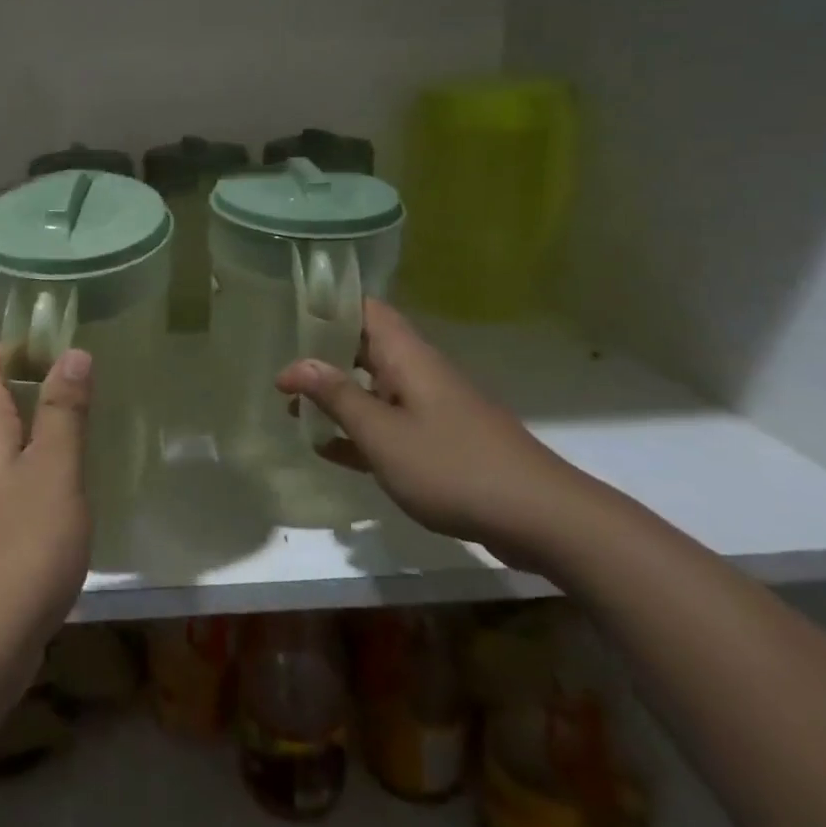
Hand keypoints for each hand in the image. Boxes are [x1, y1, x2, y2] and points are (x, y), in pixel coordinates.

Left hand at [0, 346, 93, 698]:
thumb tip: (71, 352)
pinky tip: (58, 495)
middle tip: (79, 389)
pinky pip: (2, 483)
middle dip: (29, 386)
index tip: (59, 347)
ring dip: (31, 430)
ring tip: (76, 436)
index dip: (16, 349)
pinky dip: (29, 470)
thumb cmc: (22, 546)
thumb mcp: (55, 471)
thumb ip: (64, 411)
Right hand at [276, 300, 580, 564]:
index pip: (366, 310)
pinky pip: (390, 426)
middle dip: (323, 356)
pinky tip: (330, 451)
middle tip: (283, 371)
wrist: (542, 519)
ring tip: (294, 412)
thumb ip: (337, 397)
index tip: (291, 316)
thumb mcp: (382, 434)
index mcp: (408, 358)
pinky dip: (360, 432)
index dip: (329, 307)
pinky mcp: (441, 443)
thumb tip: (295, 364)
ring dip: (337, 397)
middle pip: (365, 348)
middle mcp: (419, 374)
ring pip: (375, 390)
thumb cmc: (453, 467)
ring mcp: (432, 409)